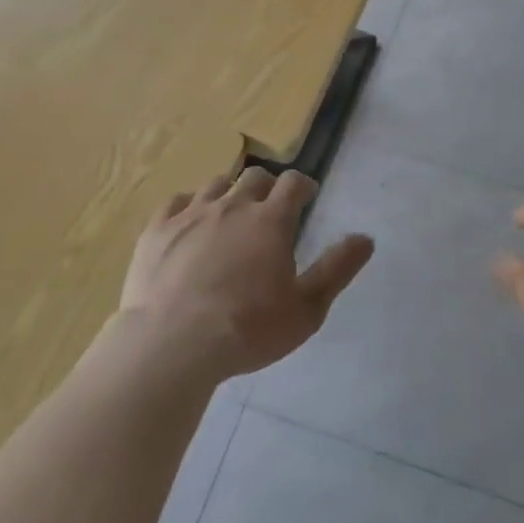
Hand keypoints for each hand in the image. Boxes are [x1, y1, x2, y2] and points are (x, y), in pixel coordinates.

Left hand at [120, 167, 373, 381]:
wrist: (172, 345)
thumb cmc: (247, 330)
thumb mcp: (306, 309)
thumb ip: (337, 269)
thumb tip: (366, 238)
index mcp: (270, 220)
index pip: (293, 183)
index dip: (303, 185)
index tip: (307, 195)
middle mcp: (233, 205)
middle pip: (254, 177)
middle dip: (267, 186)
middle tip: (269, 208)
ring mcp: (191, 213)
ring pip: (216, 184)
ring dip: (230, 191)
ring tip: (231, 211)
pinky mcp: (157, 229)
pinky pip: (176, 201)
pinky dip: (189, 205)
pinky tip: (189, 220)